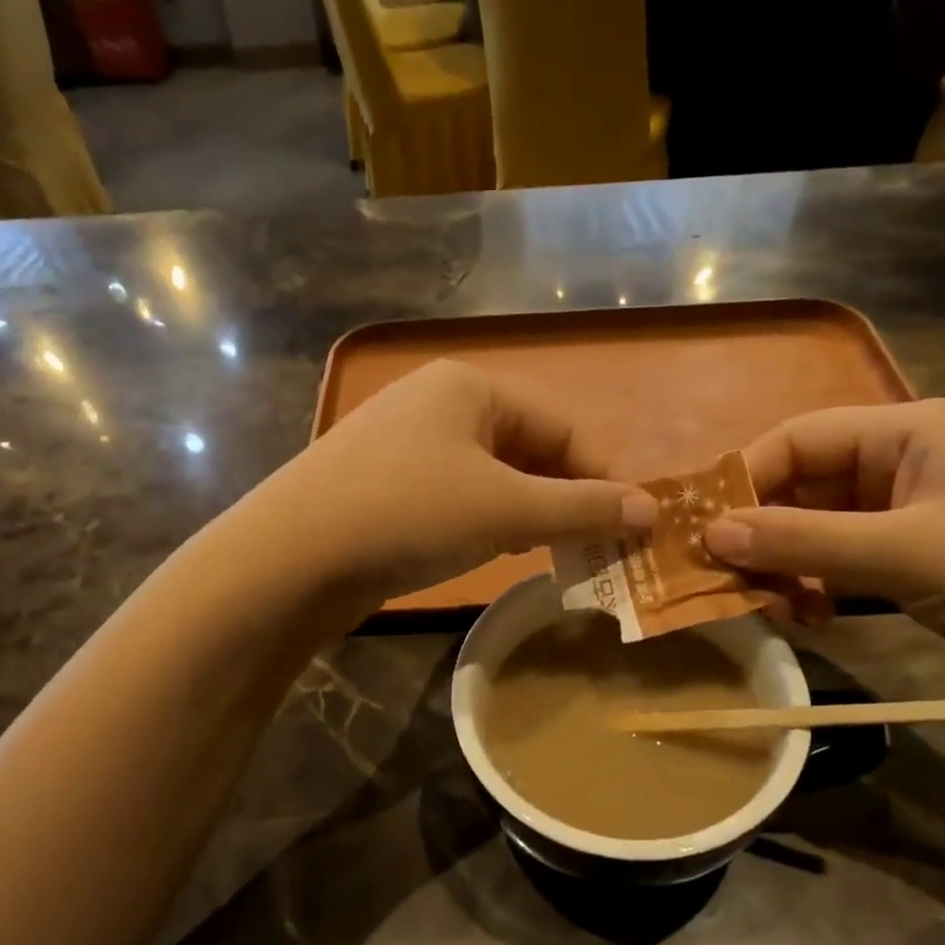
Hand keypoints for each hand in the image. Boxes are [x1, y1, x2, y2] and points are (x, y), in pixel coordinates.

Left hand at [252, 361, 655, 614]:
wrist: (291, 558)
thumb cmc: (410, 515)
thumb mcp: (507, 510)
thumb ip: (583, 508)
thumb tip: (653, 510)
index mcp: (470, 386)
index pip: (563, 427)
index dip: (602, 478)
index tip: (630, 528)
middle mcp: (436, 402)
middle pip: (527, 448)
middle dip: (563, 499)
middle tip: (591, 549)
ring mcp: (403, 442)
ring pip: (491, 475)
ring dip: (526, 513)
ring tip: (547, 554)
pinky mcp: (381, 482)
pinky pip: (454, 494)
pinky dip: (483, 520)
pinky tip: (490, 551)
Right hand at [703, 399, 944, 704]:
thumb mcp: (902, 553)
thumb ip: (800, 542)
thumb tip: (710, 534)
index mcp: (912, 430)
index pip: (800, 438)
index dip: (745, 478)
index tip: (700, 528)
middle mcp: (910, 460)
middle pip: (807, 484)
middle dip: (763, 530)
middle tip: (722, 577)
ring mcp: (918, 512)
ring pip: (822, 527)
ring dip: (788, 564)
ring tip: (765, 606)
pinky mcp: (924, 558)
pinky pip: (848, 560)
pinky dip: (819, 585)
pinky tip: (806, 617)